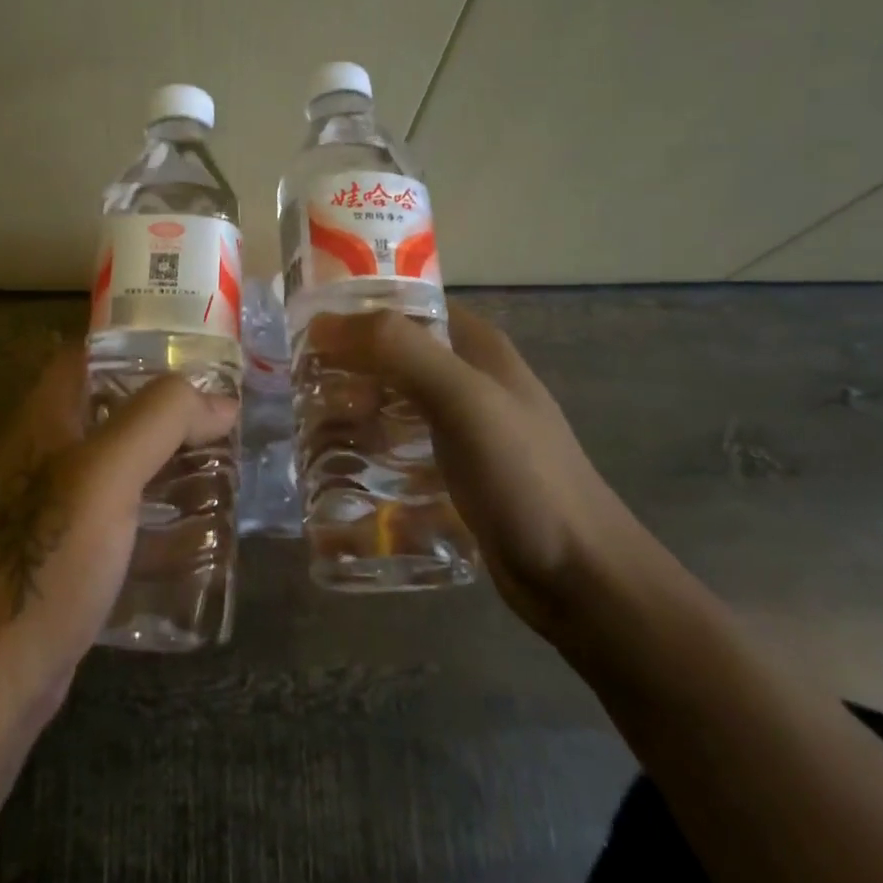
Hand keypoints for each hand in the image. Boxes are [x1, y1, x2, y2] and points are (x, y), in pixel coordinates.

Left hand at [0, 346, 237, 712]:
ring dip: (167, 460)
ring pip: (120, 462)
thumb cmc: (53, 555)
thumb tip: (220, 400)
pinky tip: (198, 527)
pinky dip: (158, 509)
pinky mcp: (69, 548)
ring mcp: (54, 503)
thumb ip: (162, 419)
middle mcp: (45, 451)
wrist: (0, 672)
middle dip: (166, 409)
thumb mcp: (110, 472)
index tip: (193, 355)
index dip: (137, 346)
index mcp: (45, 418)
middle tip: (221, 415)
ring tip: (223, 464)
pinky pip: (121, 512)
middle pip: (111, 407)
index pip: (88, 355)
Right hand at [307, 307, 652, 639]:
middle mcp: (467, 378)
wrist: (581, 577)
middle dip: (345, 368)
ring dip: (351, 411)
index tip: (304, 332)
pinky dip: (368, 450)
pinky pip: (399, 448)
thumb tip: (321, 323)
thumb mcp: (462, 398)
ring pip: (390, 403)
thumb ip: (397, 349)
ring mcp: (462, 428)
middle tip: (301, 391)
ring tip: (309, 431)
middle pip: (390, 356)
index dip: (354, 310)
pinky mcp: (454, 473)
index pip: (403, 305)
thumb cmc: (524, 475)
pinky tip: (338, 470)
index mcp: (475, 346)